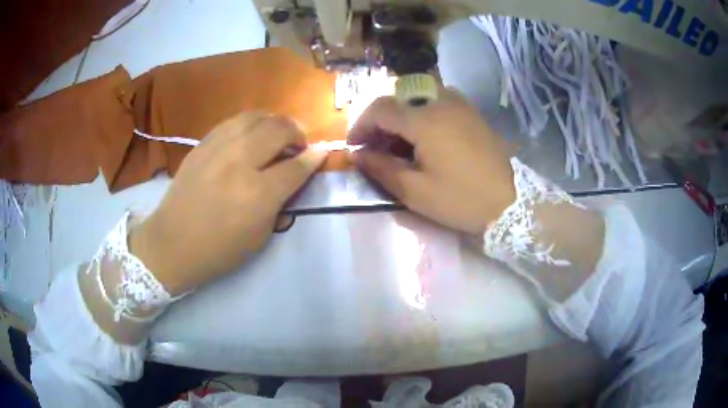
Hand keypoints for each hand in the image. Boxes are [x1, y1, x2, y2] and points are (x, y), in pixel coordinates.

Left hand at [130, 113, 326, 294]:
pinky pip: (234, 121)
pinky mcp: (203, 143)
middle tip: (298, 144)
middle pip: (279, 129)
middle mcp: (240, 161)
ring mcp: (218, 148)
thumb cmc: (219, 249)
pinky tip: (252, 135)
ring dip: (275, 122)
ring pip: (257, 116)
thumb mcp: (260, 235)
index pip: (296, 166)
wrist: (172, 242)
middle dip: (297, 132)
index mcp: (257, 194)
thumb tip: (296, 171)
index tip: (322, 152)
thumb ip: (281, 200)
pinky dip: (251, 123)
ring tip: (277, 135)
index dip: (314, 157)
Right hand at [348, 89, 515, 235]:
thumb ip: (381, 168)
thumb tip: (357, 154)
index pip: (379, 109)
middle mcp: (441, 101)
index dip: (360, 125)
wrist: (511, 201)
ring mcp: (460, 104)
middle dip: (379, 120)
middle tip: (376, 147)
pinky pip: (438, 102)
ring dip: (401, 116)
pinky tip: (425, 138)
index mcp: (424, 119)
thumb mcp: (416, 191)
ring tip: (399, 143)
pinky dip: (421, 114)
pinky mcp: (472, 112)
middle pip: (397, 99)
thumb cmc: (461, 199)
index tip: (354, 146)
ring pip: (417, 98)